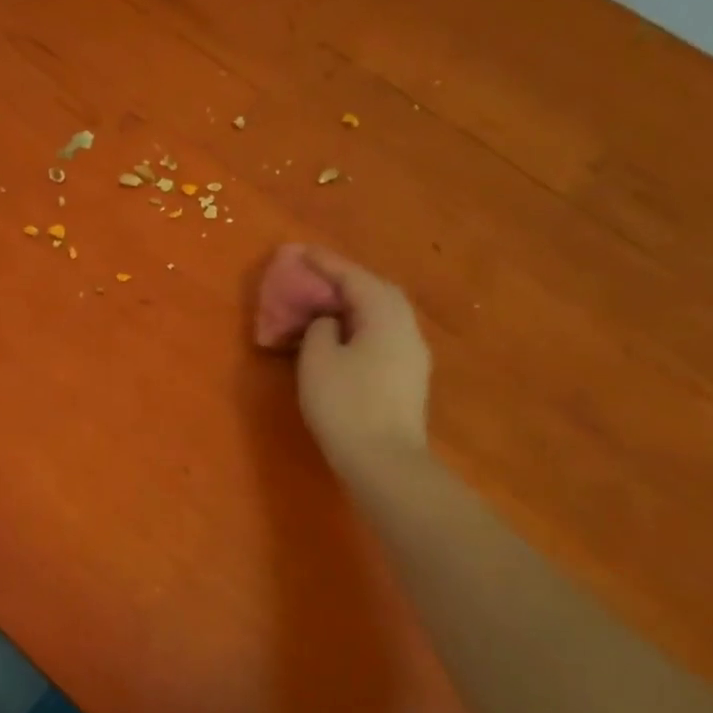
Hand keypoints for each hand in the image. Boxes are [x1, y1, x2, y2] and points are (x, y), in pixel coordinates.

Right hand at [295, 247, 432, 478]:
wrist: (385, 461)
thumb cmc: (346, 404)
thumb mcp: (318, 359)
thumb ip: (320, 328)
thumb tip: (330, 322)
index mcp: (385, 315)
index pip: (353, 277)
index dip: (324, 263)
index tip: (300, 251)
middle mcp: (406, 327)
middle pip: (376, 290)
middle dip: (345, 279)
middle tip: (314, 276)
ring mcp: (412, 353)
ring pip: (383, 313)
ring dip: (354, 302)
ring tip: (325, 303)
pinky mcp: (408, 376)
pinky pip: (383, 333)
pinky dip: (361, 324)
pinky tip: (343, 335)